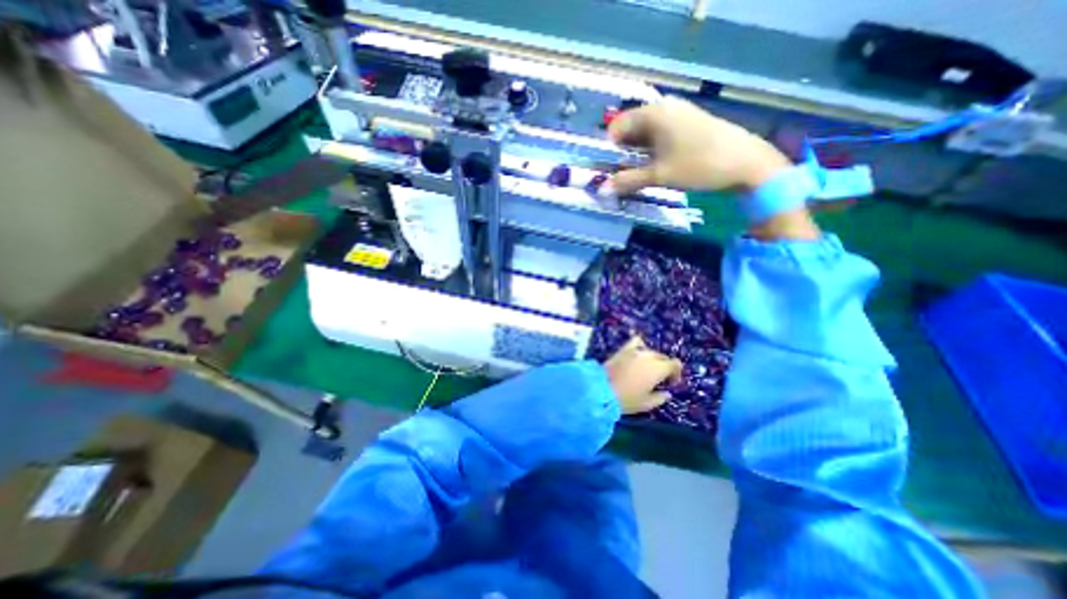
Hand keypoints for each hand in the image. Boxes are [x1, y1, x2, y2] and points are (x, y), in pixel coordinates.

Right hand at [603, 92, 786, 193]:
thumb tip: (602, 189)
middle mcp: (664, 108)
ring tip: (630, 176)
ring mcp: (678, 115)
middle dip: (620, 153)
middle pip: (630, 129)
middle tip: (615, 177)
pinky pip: (659, 136)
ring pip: (645, 134)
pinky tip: (649, 168)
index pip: (617, 127)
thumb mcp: (660, 175)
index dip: (608, 149)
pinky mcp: (687, 125)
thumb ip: (628, 180)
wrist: (746, 162)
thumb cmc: (699, 165)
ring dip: (635, 155)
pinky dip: (650, 152)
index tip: (604, 170)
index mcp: (654, 114)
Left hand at [605, 336, 678, 416]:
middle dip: (663, 367)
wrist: (601, 389)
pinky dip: (640, 346)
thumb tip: (666, 393)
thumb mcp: (647, 404)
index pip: (675, 364)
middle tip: (657, 380)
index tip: (670, 383)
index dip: (676, 373)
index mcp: (658, 368)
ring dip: (652, 358)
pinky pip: (636, 342)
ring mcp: (635, 350)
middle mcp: (649, 356)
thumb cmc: (627, 399)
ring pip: (650, 351)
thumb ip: (660, 398)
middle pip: (662, 357)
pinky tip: (637, 354)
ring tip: (646, 368)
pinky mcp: (623, 349)